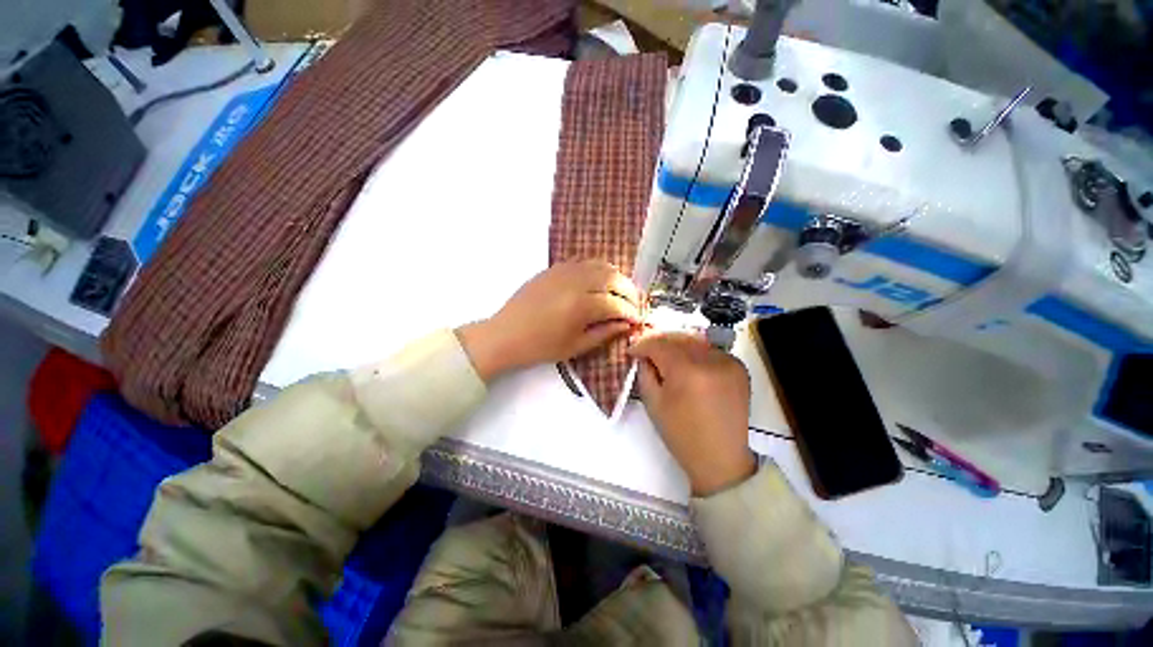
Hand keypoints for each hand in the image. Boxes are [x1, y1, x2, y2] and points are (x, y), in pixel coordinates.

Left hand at [458, 260, 642, 380]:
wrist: (506, 334)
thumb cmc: (540, 346)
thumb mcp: (576, 346)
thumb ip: (605, 333)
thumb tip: (626, 324)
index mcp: (581, 305)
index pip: (617, 304)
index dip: (631, 312)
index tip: (637, 320)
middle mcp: (576, 282)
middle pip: (614, 278)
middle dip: (630, 292)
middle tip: (633, 305)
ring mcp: (564, 271)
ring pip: (601, 265)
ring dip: (617, 278)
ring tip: (620, 293)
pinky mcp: (554, 268)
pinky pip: (584, 262)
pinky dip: (598, 269)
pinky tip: (599, 282)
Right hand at [629, 332, 755, 496]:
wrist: (721, 458)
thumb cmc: (681, 434)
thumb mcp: (653, 403)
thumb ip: (645, 372)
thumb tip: (643, 355)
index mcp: (686, 371)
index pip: (659, 345)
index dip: (642, 345)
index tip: (632, 350)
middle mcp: (710, 360)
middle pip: (677, 338)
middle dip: (659, 342)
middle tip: (647, 351)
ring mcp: (728, 362)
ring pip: (695, 341)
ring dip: (677, 346)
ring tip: (666, 357)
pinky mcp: (739, 367)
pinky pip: (711, 351)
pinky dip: (697, 353)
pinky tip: (689, 365)